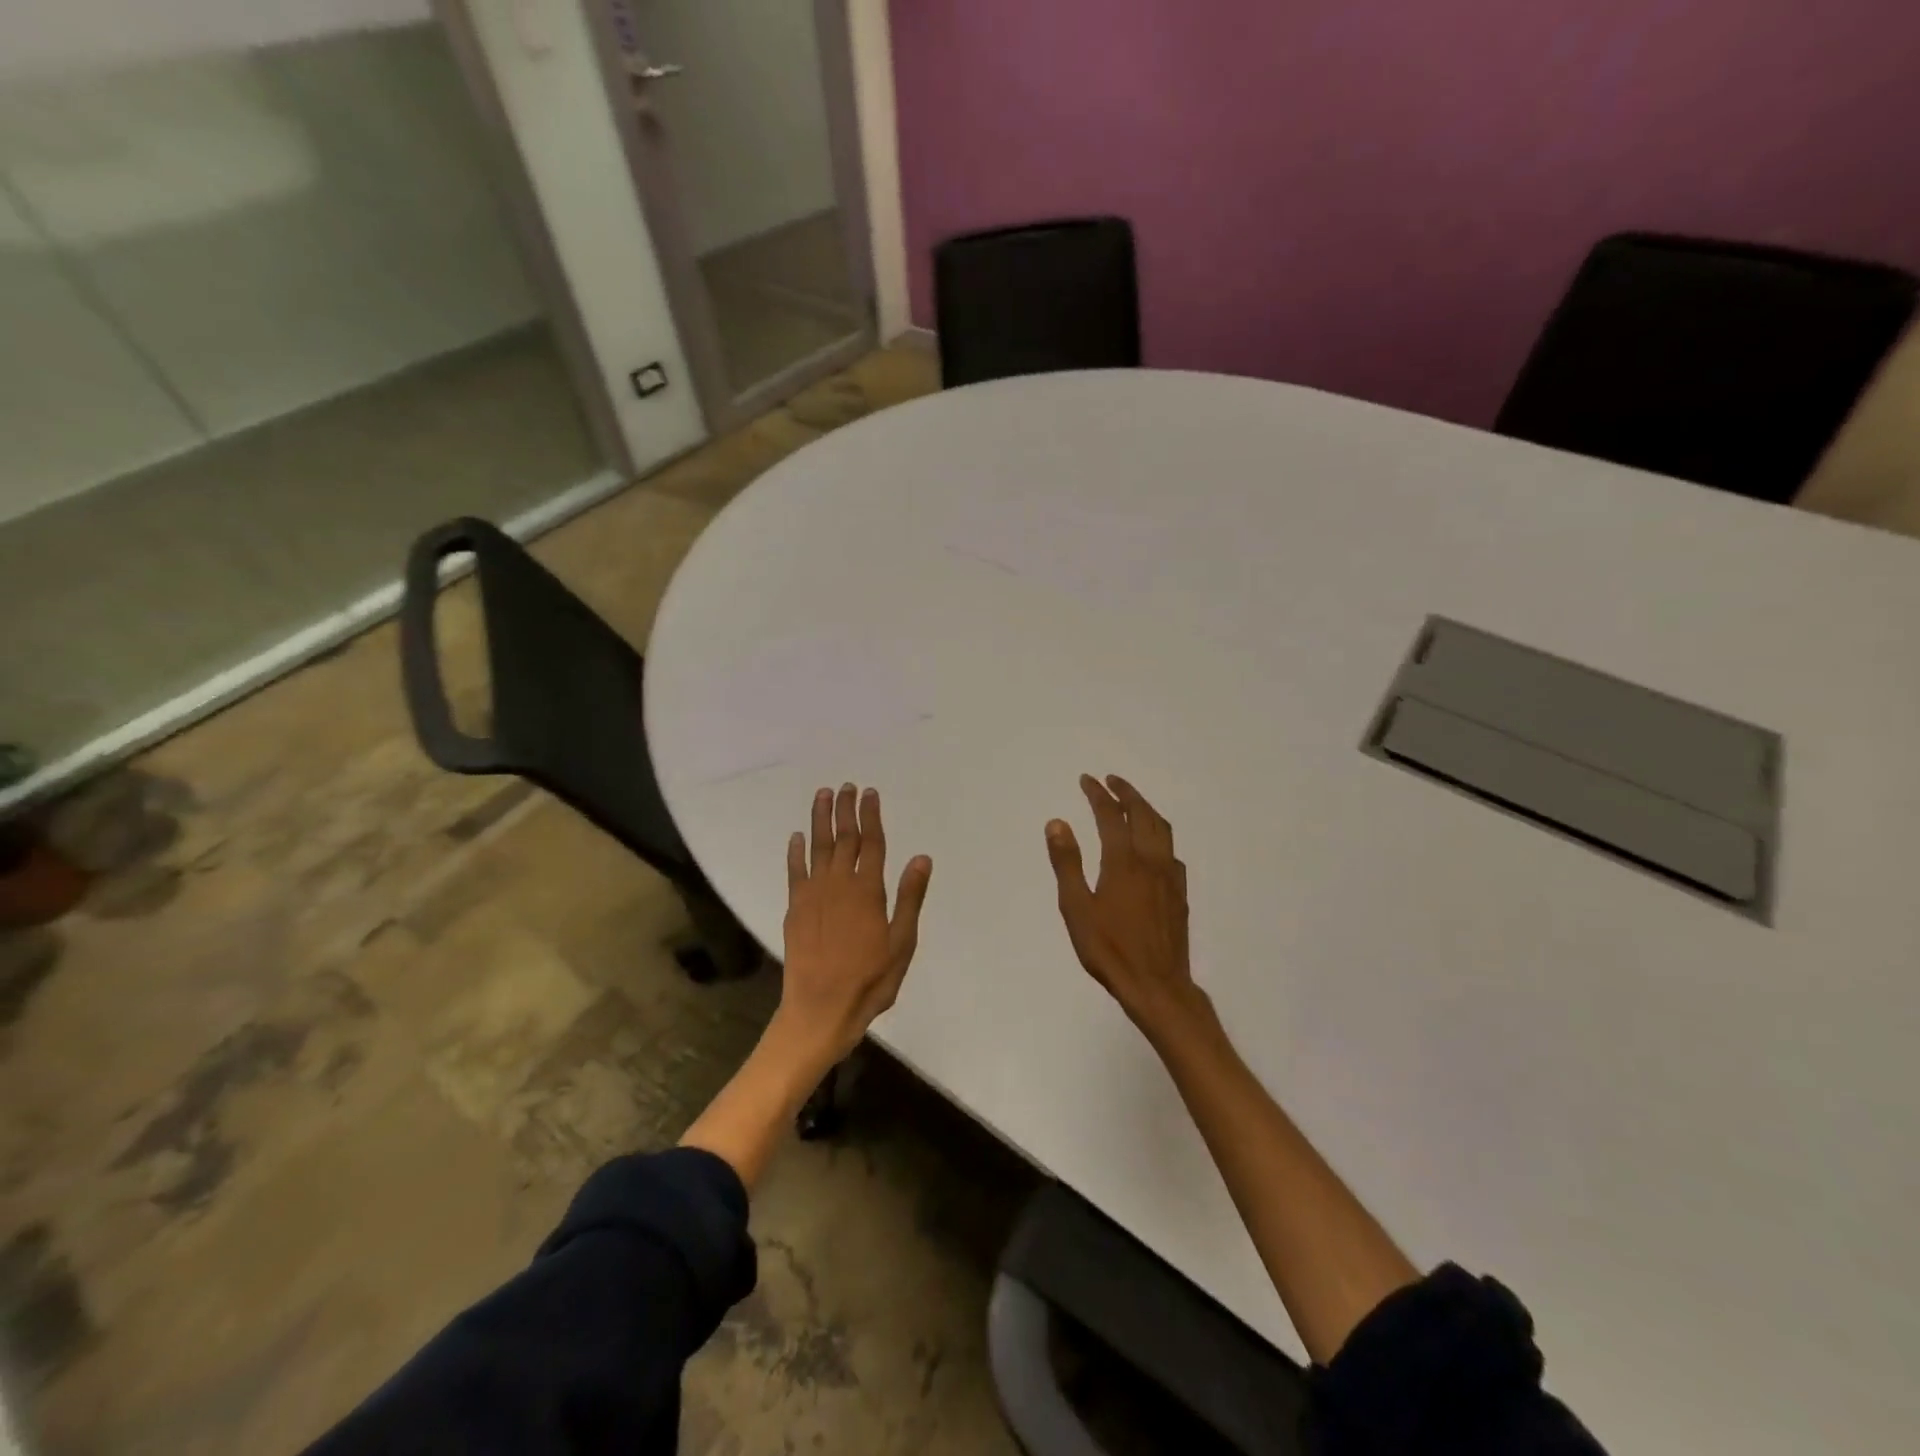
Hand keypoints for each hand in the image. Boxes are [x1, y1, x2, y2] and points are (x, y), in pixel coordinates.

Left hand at [775, 783, 932, 1068]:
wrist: (820, 1010)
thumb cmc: (870, 980)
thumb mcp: (902, 943)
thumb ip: (909, 898)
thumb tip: (920, 858)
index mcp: (868, 891)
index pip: (871, 843)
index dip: (871, 816)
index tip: (870, 793)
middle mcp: (839, 884)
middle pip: (843, 838)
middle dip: (846, 810)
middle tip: (847, 786)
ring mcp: (813, 895)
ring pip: (818, 847)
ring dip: (820, 820)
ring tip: (823, 796)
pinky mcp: (795, 909)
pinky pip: (795, 871)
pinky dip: (796, 852)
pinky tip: (797, 837)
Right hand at [1045, 775, 1200, 1035]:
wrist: (1157, 986)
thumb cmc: (1109, 949)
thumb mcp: (1076, 908)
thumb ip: (1067, 863)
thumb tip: (1057, 823)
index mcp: (1123, 861)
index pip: (1110, 815)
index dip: (1098, 794)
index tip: (1087, 780)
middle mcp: (1151, 861)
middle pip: (1143, 814)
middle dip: (1127, 793)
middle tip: (1111, 780)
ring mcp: (1170, 877)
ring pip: (1162, 830)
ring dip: (1146, 809)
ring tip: (1132, 803)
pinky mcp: (1180, 894)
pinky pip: (1171, 851)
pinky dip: (1159, 835)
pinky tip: (1153, 847)